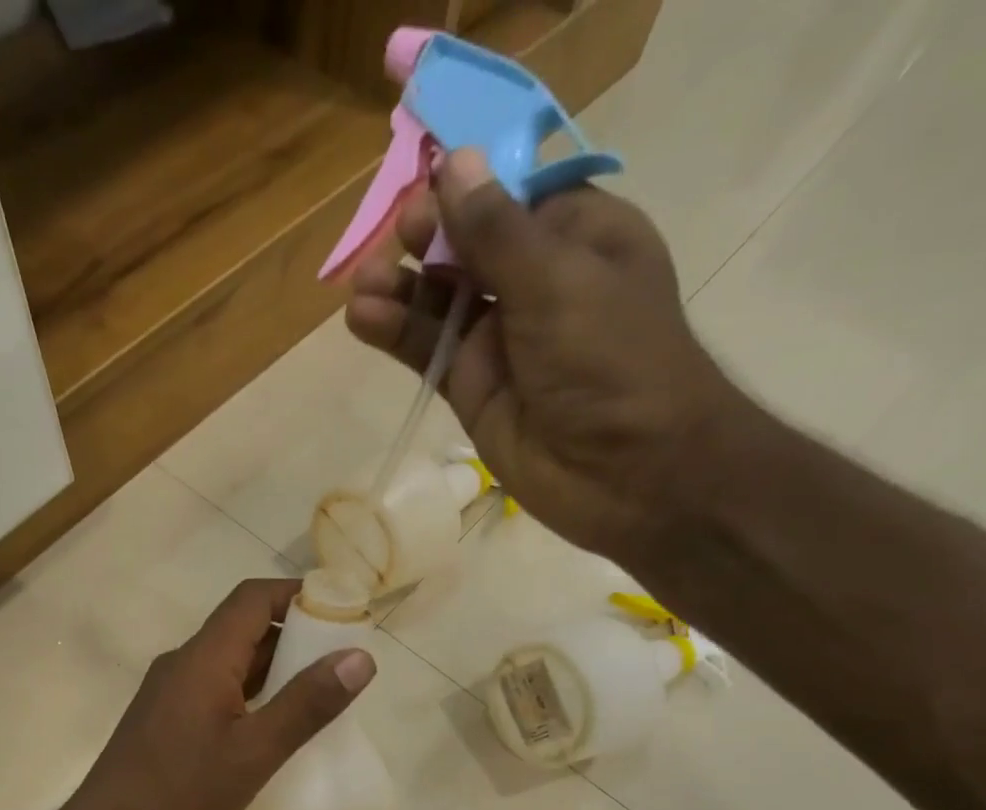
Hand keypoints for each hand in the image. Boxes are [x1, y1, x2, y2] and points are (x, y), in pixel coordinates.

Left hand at [54, 579, 376, 809]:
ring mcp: (169, 692)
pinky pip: (216, 689)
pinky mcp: (165, 720)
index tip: (343, 612)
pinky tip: (274, 726)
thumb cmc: (179, 798)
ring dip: (274, 668)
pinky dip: (251, 694)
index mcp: (203, 659)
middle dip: (294, 634)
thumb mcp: (254, 753)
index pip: (253, 599)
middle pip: (242, 627)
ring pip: (230, 662)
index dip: (299, 595)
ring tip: (320, 693)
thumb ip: (307, 703)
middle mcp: (182, 664)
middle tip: (343, 660)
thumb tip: (360, 656)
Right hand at [346, 149, 743, 564]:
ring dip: (399, 288)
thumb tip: (453, 162)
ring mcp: (499, 339)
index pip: (510, 196)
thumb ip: (496, 230)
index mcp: (577, 237)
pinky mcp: (471, 388)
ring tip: (362, 286)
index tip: (425, 186)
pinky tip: (363, 318)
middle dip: (427, 238)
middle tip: (398, 238)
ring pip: (438, 302)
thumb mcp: (556, 281)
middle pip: (467, 245)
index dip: (466, 188)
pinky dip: (396, 334)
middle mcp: (536, 283)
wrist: (623, 472)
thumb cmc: (609, 360)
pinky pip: (427, 352)